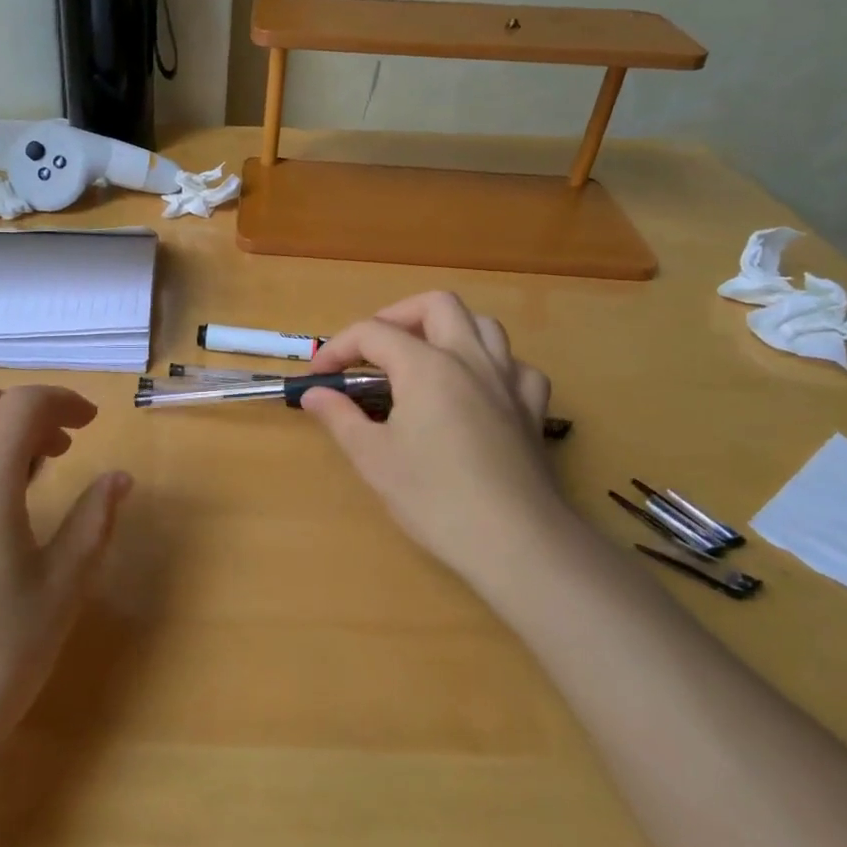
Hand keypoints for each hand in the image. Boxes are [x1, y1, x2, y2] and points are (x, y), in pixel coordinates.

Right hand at [300, 292, 562, 590]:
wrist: (515, 541)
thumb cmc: (434, 498)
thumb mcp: (373, 458)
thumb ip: (340, 417)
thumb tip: (314, 394)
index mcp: (426, 366)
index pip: (372, 333)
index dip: (338, 349)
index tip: (318, 378)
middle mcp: (470, 359)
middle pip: (436, 305)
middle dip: (397, 316)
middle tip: (374, 351)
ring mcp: (508, 380)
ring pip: (482, 324)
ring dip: (447, 330)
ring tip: (423, 358)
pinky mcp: (532, 408)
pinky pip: (514, 365)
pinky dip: (490, 365)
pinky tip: (476, 389)